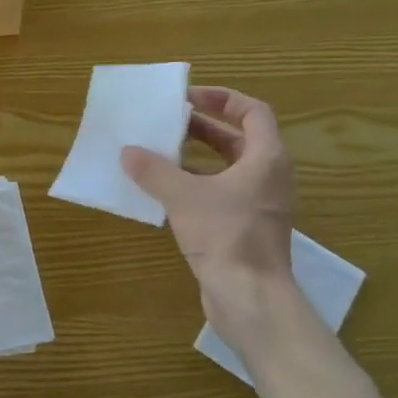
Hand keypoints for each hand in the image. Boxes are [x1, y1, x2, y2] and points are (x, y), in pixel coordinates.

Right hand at [122, 86, 295, 289]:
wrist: (250, 298)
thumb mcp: (182, 196)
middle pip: (239, 138)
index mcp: (267, 158)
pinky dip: (198, 184)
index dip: (222, 98)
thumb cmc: (225, 236)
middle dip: (203, 127)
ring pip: (229, 168)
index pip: (253, 111)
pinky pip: (223, 193)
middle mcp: (270, 176)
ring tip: (160, 152)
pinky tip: (165, 191)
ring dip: (197, 157)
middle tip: (168, 122)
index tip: (188, 98)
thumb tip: (128, 152)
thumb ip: (154, 170)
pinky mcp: (248, 228)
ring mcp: (261, 205)